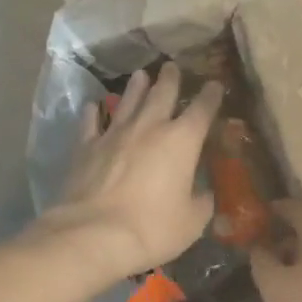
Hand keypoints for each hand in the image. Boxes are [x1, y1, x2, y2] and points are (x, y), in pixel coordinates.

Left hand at [41, 63, 223, 280]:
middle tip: (172, 66)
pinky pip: (91, 122)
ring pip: (128, 101)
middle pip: (162, 94)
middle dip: (170, 79)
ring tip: (140, 74)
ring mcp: (115, 134)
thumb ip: (201, 202)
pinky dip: (93, 112)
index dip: (211, 95)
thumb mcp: (192, 221)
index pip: (202, 109)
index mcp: (182, 141)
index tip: (215, 84)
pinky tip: (93, 105)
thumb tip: (203, 193)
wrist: (95, 234)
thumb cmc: (153, 228)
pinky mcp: (87, 147)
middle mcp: (149, 127)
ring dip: (136, 87)